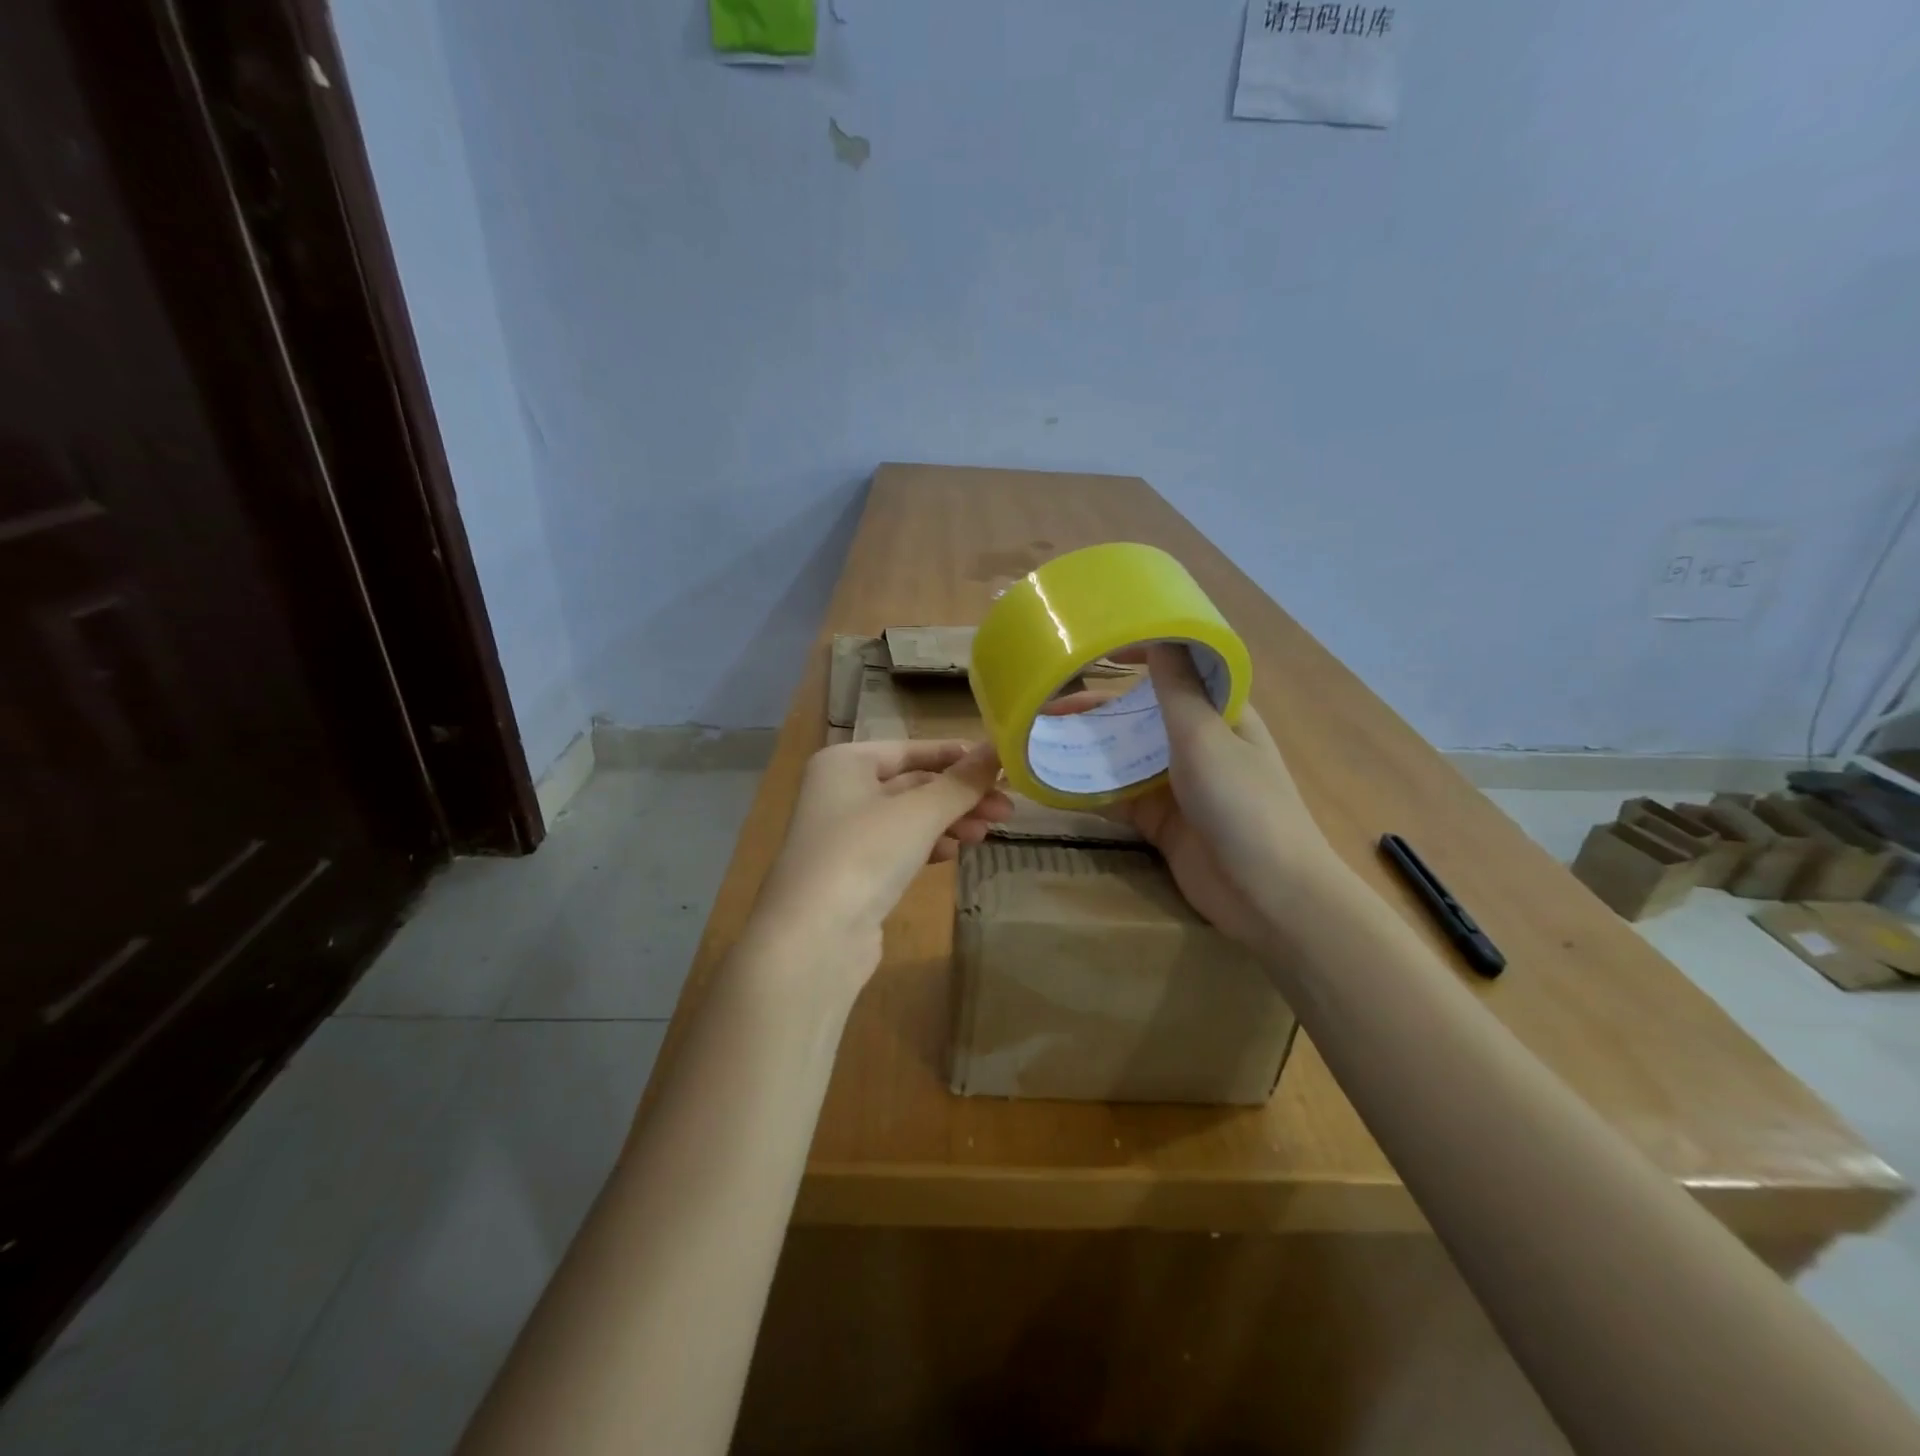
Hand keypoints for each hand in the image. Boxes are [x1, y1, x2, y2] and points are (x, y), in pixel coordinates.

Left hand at [752, 740, 1011, 982]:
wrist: (813, 940)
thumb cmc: (864, 854)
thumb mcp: (920, 812)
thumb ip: (962, 782)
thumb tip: (1000, 749)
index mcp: (845, 762)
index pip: (912, 749)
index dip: (959, 756)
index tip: (1003, 767)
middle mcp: (839, 791)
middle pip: (912, 784)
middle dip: (959, 795)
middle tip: (1007, 809)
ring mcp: (843, 835)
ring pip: (908, 818)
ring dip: (949, 822)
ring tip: (986, 834)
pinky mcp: (851, 873)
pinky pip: (898, 847)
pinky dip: (928, 846)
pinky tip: (954, 855)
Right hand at [1052, 646, 1337, 951]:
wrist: (1267, 895)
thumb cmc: (1243, 803)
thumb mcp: (1205, 737)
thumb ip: (1176, 687)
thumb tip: (1159, 633)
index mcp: (1220, 712)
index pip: (1179, 667)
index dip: (1141, 652)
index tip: (1095, 646)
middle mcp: (1197, 742)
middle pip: (1140, 712)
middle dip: (1096, 705)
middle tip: (1046, 699)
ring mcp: (1176, 783)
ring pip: (1123, 754)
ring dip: (1086, 745)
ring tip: (1039, 734)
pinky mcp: (1158, 820)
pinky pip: (1116, 795)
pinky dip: (1087, 787)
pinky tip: (1051, 778)